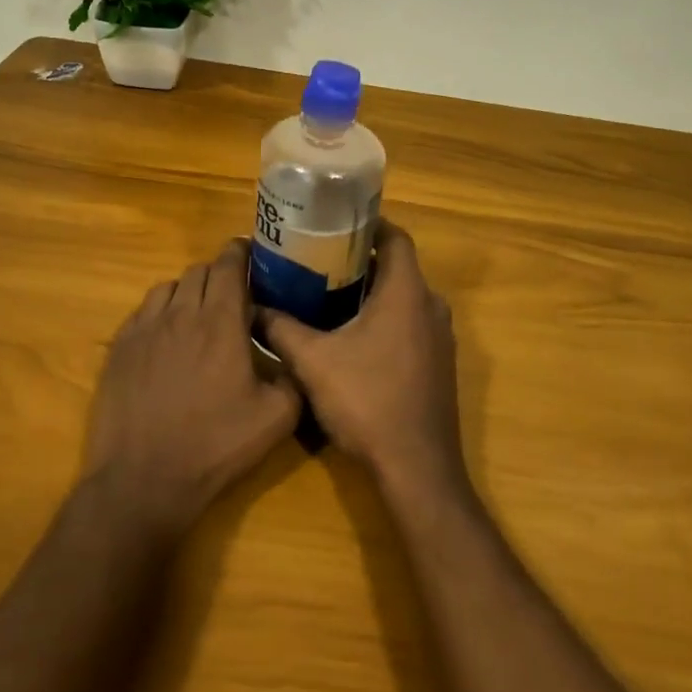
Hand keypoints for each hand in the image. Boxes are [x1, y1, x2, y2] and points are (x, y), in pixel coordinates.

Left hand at [84, 239, 301, 536]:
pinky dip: (160, 312)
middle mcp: (180, 314)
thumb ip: (293, 377)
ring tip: (198, 313)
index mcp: (220, 322)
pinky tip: (166, 336)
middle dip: (218, 273)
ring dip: (187, 291)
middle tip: (232, 293)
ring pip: (168, 287)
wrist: (144, 478)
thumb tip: (294, 356)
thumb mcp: (276, 418)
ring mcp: (143, 329)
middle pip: (198, 271)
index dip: (240, 252)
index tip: (250, 253)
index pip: (228, 266)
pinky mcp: (118, 348)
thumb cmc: (215, 446)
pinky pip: (142, 311)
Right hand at [257, 222, 467, 502]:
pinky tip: (352, 338)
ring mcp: (440, 339)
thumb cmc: (367, 401)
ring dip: (373, 292)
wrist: (416, 467)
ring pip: (405, 298)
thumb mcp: (312, 362)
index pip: (395, 238)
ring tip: (328, 294)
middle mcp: (431, 307)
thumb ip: (281, 329)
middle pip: (398, 267)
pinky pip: (411, 325)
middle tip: (320, 260)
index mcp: (407, 293)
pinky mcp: (439, 365)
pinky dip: (385, 319)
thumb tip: (252, 309)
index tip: (336, 223)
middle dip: (361, 260)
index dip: (369, 225)